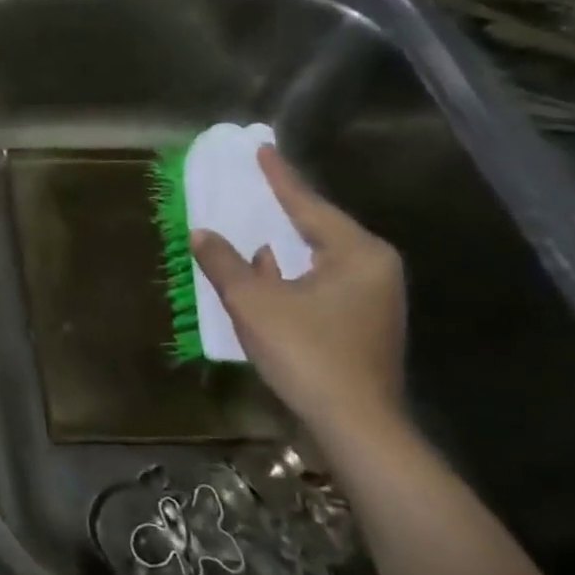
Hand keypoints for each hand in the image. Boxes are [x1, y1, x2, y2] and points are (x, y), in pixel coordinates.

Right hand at [191, 146, 406, 443]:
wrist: (355, 425)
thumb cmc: (306, 352)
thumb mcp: (253, 302)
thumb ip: (224, 261)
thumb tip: (201, 233)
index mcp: (357, 253)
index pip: (308, 204)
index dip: (279, 177)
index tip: (261, 149)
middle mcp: (373, 267)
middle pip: (319, 227)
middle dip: (283, 208)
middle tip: (255, 182)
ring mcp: (373, 297)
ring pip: (320, 256)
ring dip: (284, 242)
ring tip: (254, 220)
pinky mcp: (363, 322)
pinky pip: (322, 279)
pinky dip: (292, 270)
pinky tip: (266, 268)